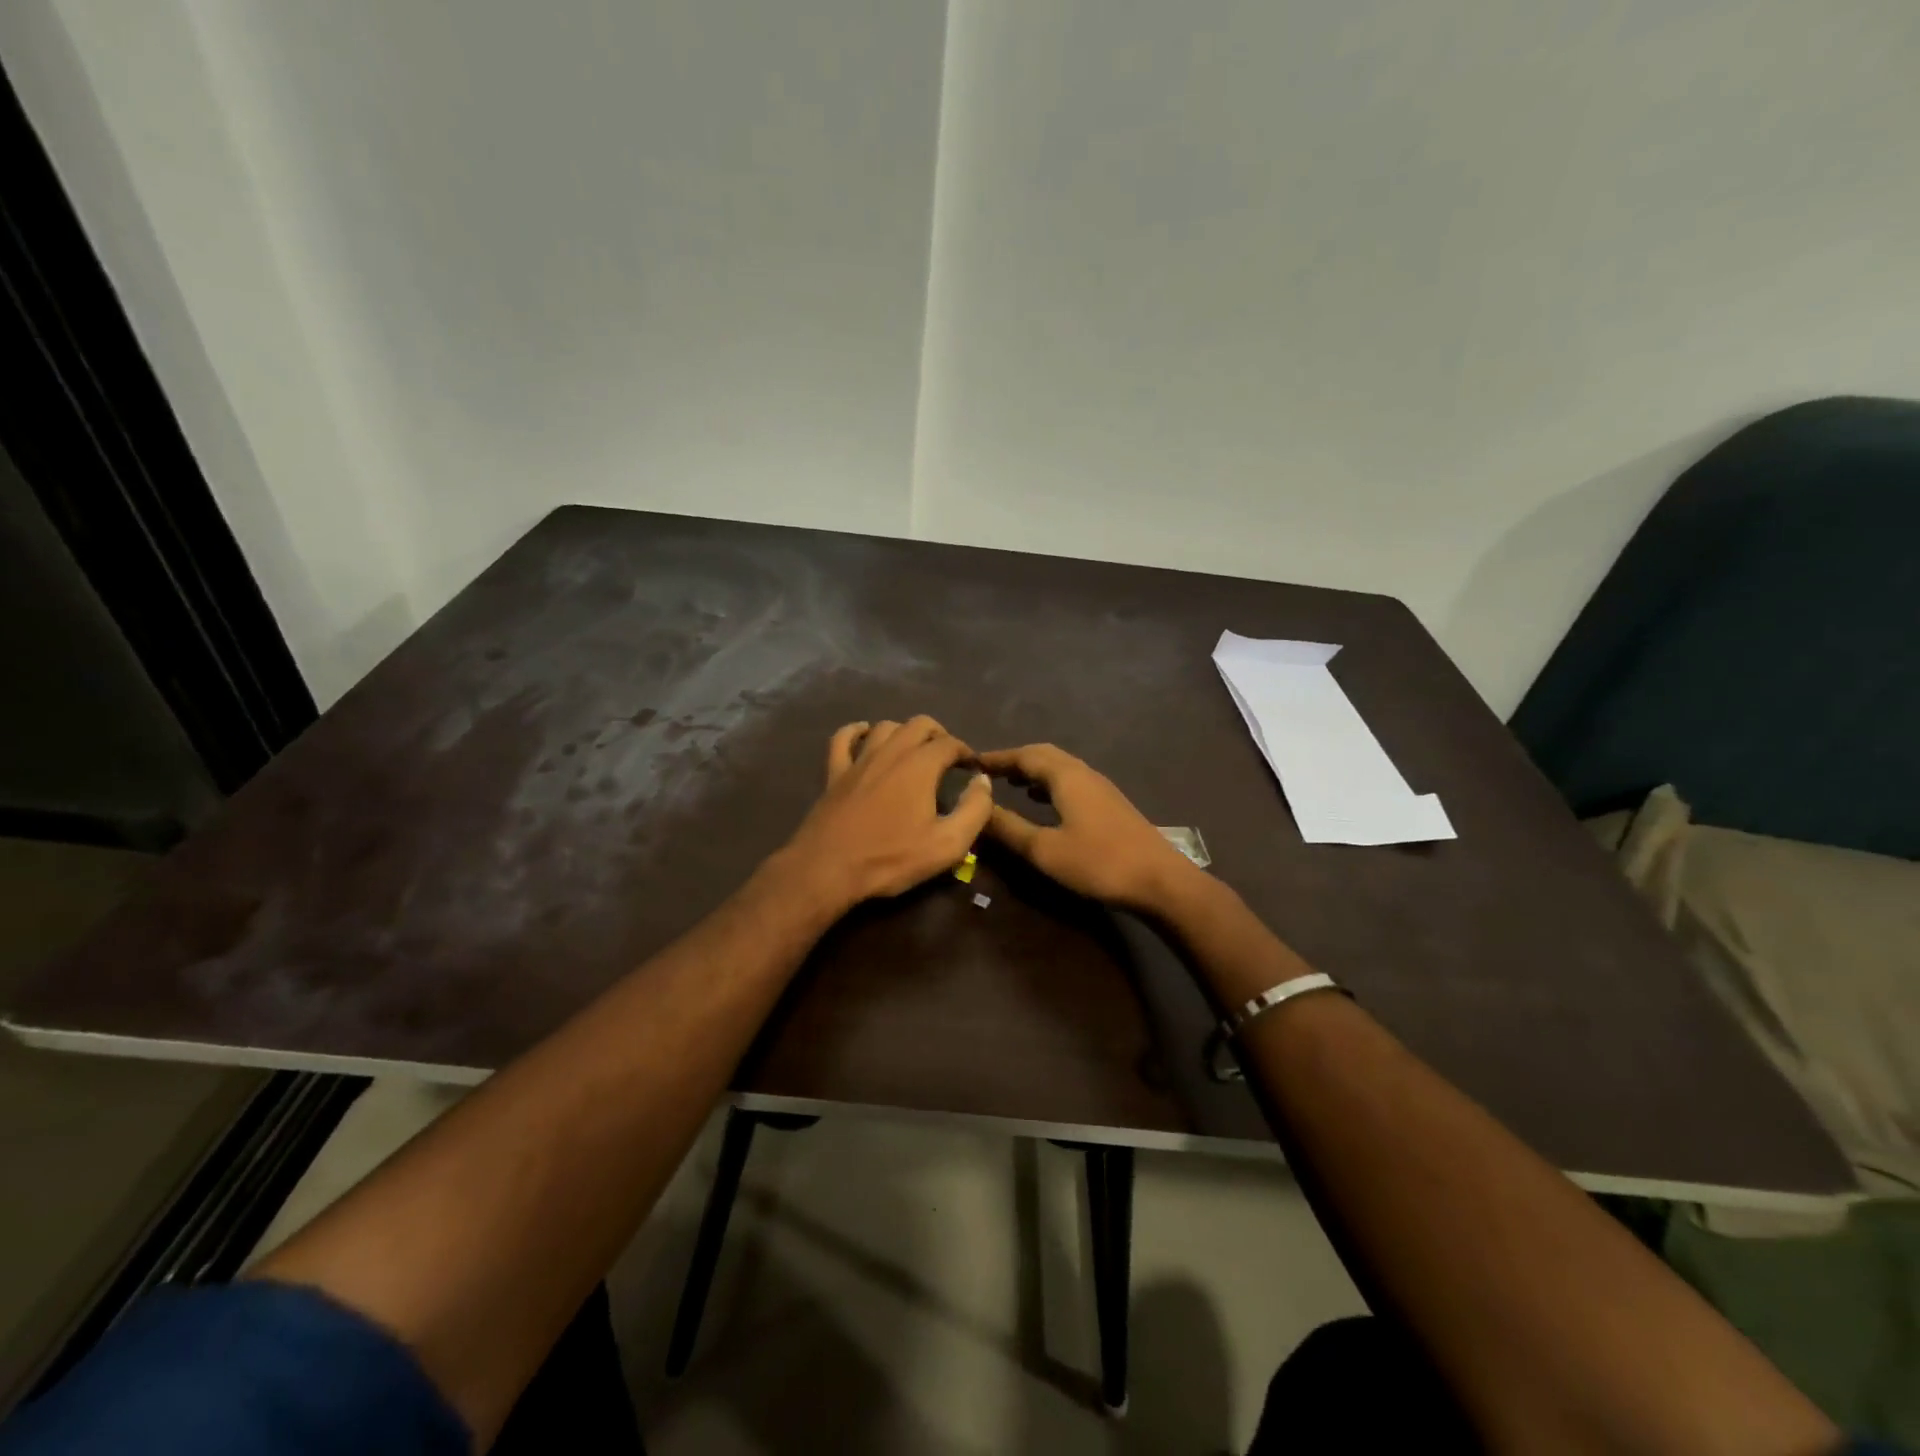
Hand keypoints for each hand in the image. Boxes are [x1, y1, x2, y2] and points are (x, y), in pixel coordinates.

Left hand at [774, 716, 994, 913]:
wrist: (828, 869)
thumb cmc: (891, 858)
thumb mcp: (947, 844)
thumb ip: (974, 809)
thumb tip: (982, 781)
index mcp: (920, 765)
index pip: (950, 743)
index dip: (966, 752)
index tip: (972, 768)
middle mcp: (890, 752)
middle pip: (919, 724)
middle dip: (938, 734)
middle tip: (947, 756)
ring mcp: (858, 760)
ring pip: (885, 727)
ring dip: (904, 732)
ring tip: (913, 749)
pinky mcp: (834, 773)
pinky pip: (843, 738)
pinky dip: (856, 731)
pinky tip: (864, 734)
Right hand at [976, 743, 1200, 912]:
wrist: (1160, 880)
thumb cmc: (1099, 863)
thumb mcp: (1045, 850)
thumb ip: (1009, 828)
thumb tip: (978, 807)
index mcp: (1066, 777)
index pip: (1024, 755)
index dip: (997, 758)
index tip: (971, 762)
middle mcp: (1084, 773)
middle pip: (1044, 755)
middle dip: (1015, 760)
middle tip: (988, 772)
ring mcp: (1101, 788)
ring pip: (1060, 768)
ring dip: (1033, 771)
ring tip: (1010, 784)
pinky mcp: (1110, 804)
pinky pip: (1072, 781)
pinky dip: (1050, 784)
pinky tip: (1044, 802)